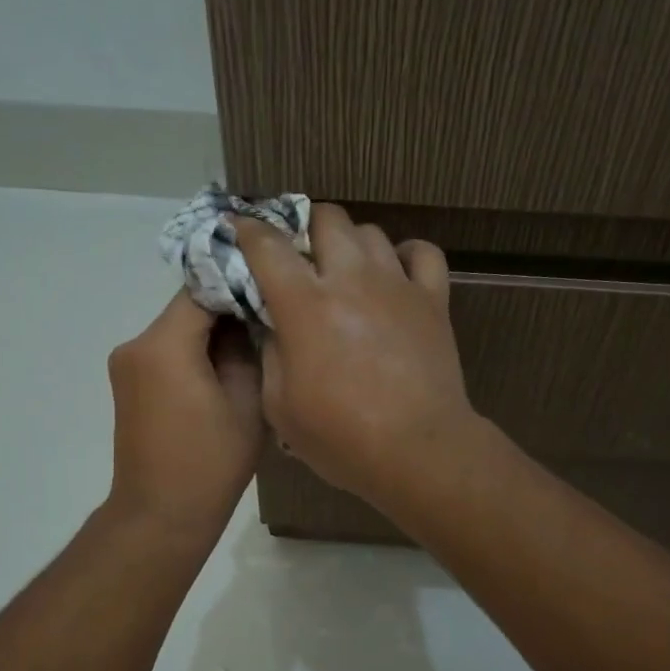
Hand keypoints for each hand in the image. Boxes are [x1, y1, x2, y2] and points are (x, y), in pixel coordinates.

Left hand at [105, 293, 262, 543]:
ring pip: (178, 330)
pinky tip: (224, 374)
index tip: (274, 292)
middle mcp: (135, 345)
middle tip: (271, 322)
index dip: (239, 284)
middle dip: (228, 311)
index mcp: (163, 344)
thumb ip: (248, 349)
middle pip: (187, 308)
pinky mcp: (129, 385)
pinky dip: (195, 354)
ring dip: (213, 335)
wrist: (161, 516)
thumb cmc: (211, 463)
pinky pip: (167, 352)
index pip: (202, 289)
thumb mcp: (247, 402)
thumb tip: (250, 319)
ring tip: (253, 351)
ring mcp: (127, 365)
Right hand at [236, 205, 479, 510]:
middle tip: (298, 258)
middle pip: (327, 219)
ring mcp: (397, 285)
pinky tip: (395, 274)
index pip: (267, 244)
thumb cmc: (341, 438)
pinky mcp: (433, 300)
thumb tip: (271, 324)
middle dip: (304, 227)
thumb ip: (270, 354)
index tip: (236, 231)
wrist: (417, 451)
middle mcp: (351, 280)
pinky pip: (423, 253)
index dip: (245, 231)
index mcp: (305, 305)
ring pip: (371, 232)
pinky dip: (406, 255)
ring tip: (344, 270)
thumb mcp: (280, 406)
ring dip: (350, 243)